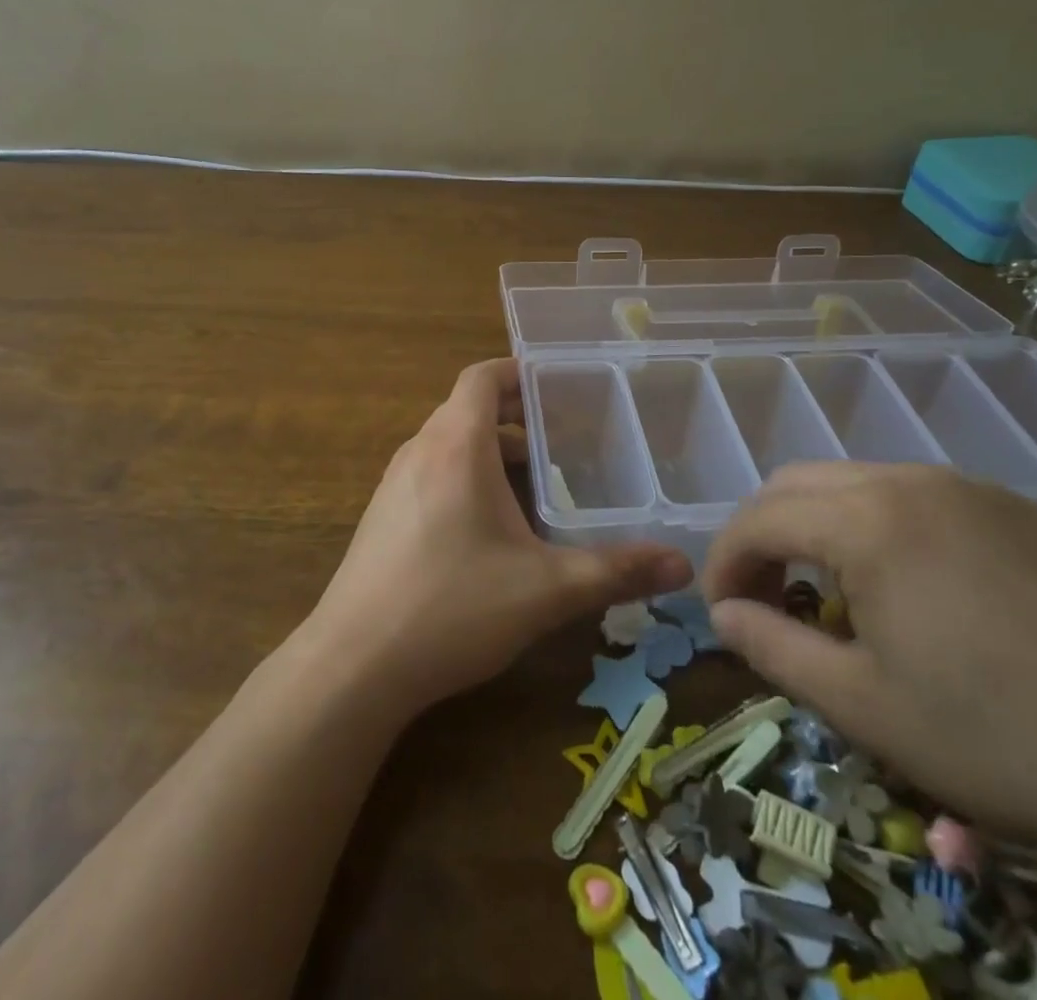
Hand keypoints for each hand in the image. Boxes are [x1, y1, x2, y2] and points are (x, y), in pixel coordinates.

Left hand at [306, 359, 692, 716]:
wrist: (353, 665)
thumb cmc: (452, 607)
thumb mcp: (544, 589)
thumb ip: (615, 571)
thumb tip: (682, 564)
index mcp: (456, 445)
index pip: (482, 377)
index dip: (518, 371)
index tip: (558, 384)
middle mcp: (420, 451)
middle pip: (467, 408)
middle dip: (515, 415)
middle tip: (565, 435)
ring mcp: (394, 484)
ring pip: (448, 443)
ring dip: (490, 449)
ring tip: (536, 479)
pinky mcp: (382, 516)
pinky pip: (431, 473)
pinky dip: (465, 476)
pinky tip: (491, 526)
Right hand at [701, 463, 1036, 902]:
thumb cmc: (994, 740)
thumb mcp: (861, 705)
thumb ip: (771, 646)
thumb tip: (720, 613)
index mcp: (867, 522)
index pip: (759, 518)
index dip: (724, 561)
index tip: (719, 611)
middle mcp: (911, 481)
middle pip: (798, 483)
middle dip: (762, 533)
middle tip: (762, 594)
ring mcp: (969, 487)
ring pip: (855, 480)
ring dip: (817, 524)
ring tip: (827, 589)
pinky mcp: (1016, 509)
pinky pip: (916, 494)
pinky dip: (877, 523)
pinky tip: (905, 582)